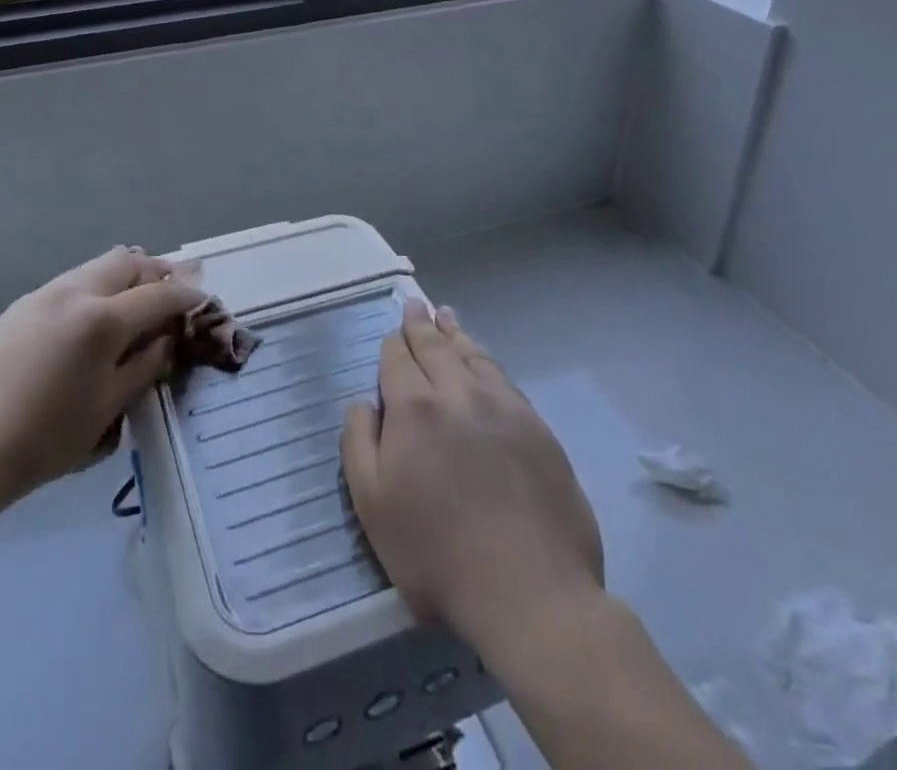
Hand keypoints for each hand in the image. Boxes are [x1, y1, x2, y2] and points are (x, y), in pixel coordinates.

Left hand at [0, 247, 204, 515]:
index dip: (185, 297)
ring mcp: (43, 294)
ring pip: (97, 266)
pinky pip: (72, 281)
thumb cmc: (47, 440)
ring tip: (138, 299)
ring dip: (125, 275)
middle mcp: (74, 292)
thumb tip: (167, 339)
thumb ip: (145, 365)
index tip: (202, 300)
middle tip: (173, 290)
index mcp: (101, 320)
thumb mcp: (109, 407)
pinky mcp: (21, 305)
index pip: (157, 296)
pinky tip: (96, 315)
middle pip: (127, 262)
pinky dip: (96, 287)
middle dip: (156, 272)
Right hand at [341, 301, 604, 645]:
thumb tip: (362, 402)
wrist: (530, 592)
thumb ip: (358, 443)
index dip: (393, 343)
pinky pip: (505, 379)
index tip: (393, 332)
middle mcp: (459, 393)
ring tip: (447, 318)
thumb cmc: (437, 554)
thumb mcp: (372, 505)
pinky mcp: (538, 429)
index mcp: (415, 407)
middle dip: (422, 324)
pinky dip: (487, 361)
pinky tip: (484, 363)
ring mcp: (504, 407)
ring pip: (474, 356)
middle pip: (437, 347)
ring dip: (456, 334)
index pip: (398, 359)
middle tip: (416, 305)